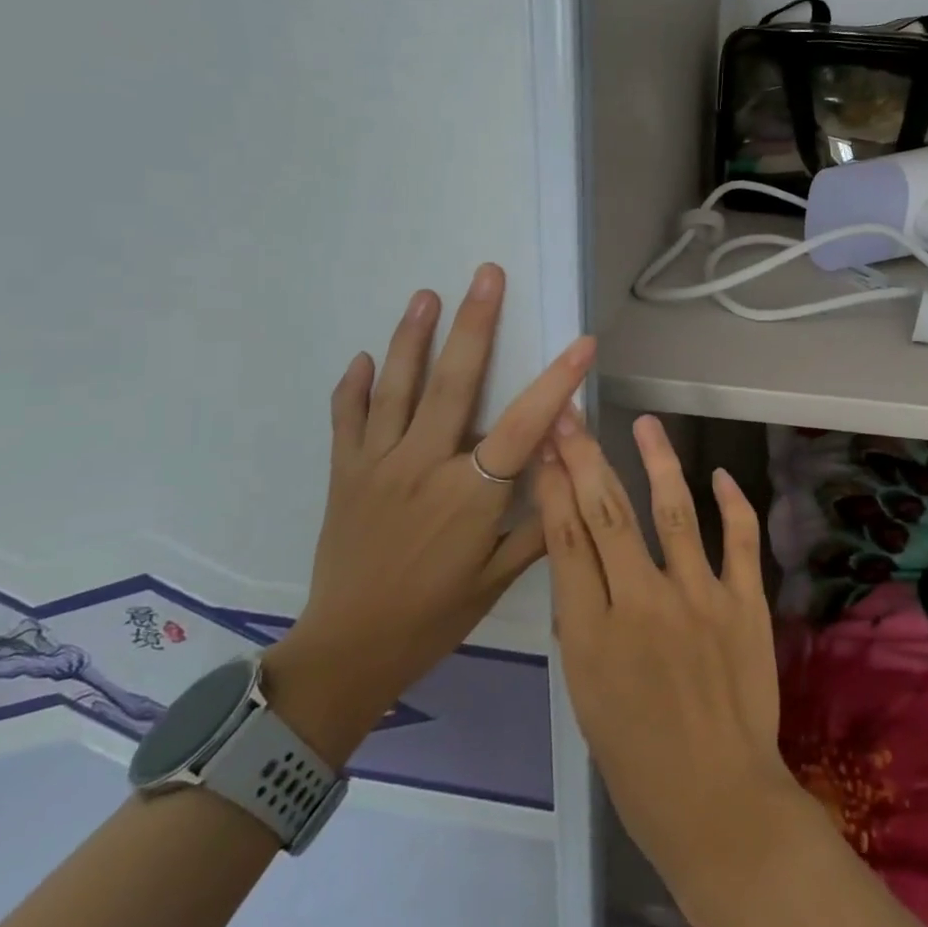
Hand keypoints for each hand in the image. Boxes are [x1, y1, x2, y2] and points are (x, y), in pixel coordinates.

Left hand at [265, 264, 594, 764]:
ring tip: (426, 293)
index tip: (583, 342)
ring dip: (412, 337)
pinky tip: (365, 357)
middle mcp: (424, 467)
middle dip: (475, 324)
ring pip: (397, 389)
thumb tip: (571, 469)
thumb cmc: (433, 617)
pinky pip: (347, 420)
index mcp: (470, 495)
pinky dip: (354, 386)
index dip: (558, 381)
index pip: (525, 425)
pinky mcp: (344, 473)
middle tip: (485, 274)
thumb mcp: (498, 579)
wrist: (347, 652)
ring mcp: (378, 466)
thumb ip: (538, 521)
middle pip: (455, 384)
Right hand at [538, 413, 814, 909]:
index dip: (554, 486)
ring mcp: (700, 598)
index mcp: (593, 635)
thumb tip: (580, 568)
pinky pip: (740, 540)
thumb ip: (581, 626)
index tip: (548, 447)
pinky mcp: (745, 603)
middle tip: (573, 416)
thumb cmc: (638, 763)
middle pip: (609, 514)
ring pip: (673, 512)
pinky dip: (732, 503)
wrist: (719, 803)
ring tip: (645, 424)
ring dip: (657, 462)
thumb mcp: (585, 699)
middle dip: (586, 458)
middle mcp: (643, 603)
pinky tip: (718, 473)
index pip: (567, 540)